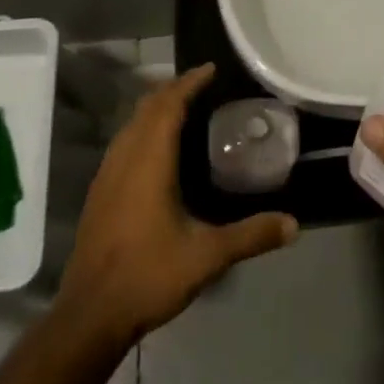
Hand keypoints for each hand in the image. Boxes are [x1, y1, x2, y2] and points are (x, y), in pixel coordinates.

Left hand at [60, 64, 297, 343]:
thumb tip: (293, 225)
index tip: (211, 68)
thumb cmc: (148, 275)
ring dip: (155, 107)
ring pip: (131, 123)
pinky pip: (123, 141)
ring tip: (181, 108)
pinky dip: (142, 128)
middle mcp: (126, 157)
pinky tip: (155, 149)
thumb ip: (250, 235)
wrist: (89, 315)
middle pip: (148, 106)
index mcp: (150, 160)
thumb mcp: (207, 256)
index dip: (190, 82)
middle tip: (201, 85)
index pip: (169, 104)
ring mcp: (107, 174)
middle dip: (173, 89)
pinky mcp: (99, 192)